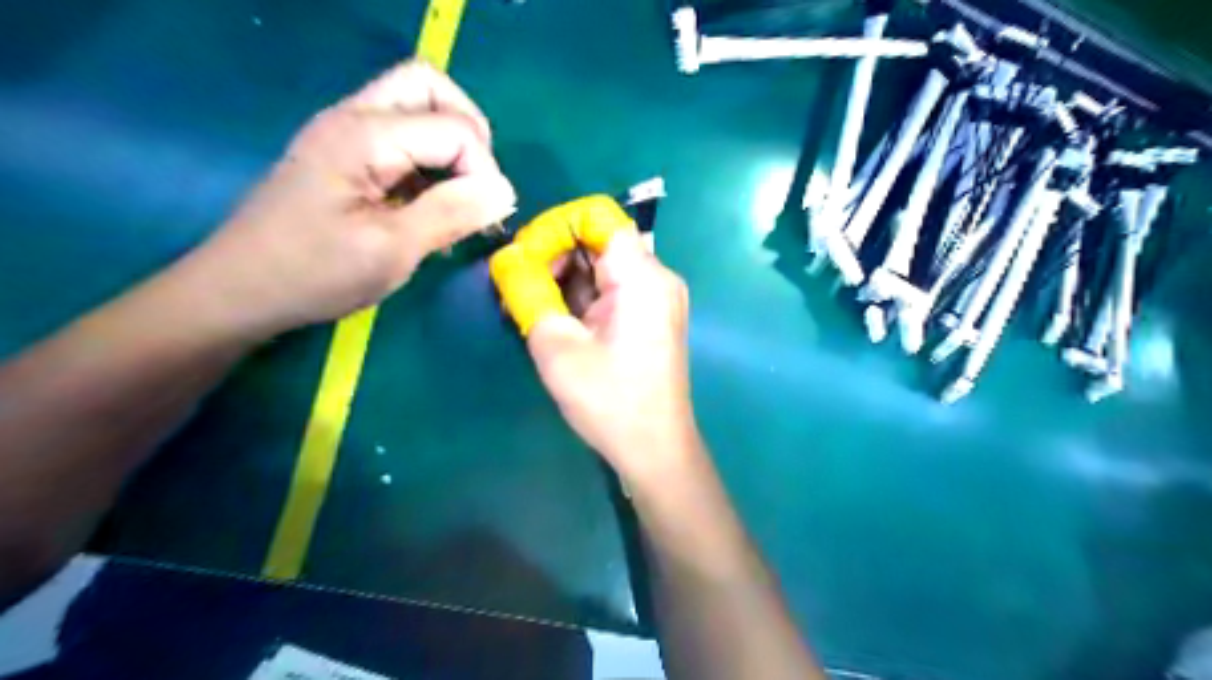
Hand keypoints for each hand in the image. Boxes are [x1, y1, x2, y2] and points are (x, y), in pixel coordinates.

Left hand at [184, 60, 514, 338]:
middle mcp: (355, 118)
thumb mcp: (392, 249)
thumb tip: (506, 191)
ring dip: (451, 148)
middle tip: (477, 185)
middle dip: (469, 133)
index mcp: (364, 136)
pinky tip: (432, 209)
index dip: (483, 170)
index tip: (487, 218)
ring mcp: (347, 134)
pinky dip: (431, 165)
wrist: (241, 291)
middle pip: (430, 87)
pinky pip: (403, 139)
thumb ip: (452, 213)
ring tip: (458, 202)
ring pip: (417, 109)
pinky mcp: (346, 157)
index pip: (454, 127)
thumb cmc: (314, 273)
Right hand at [523, 230, 695, 486]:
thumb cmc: (610, 401)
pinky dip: (582, 297)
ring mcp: (657, 298)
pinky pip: (612, 289)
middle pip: (599, 239)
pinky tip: (558, 321)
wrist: (655, 450)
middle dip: (554, 255)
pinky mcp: (651, 317)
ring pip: (603, 266)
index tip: (523, 257)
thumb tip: (505, 260)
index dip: (554, 226)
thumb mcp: (557, 347)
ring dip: (565, 279)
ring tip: (533, 307)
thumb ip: (528, 294)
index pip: (596, 215)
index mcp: (642, 276)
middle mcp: (657, 277)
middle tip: (521, 287)